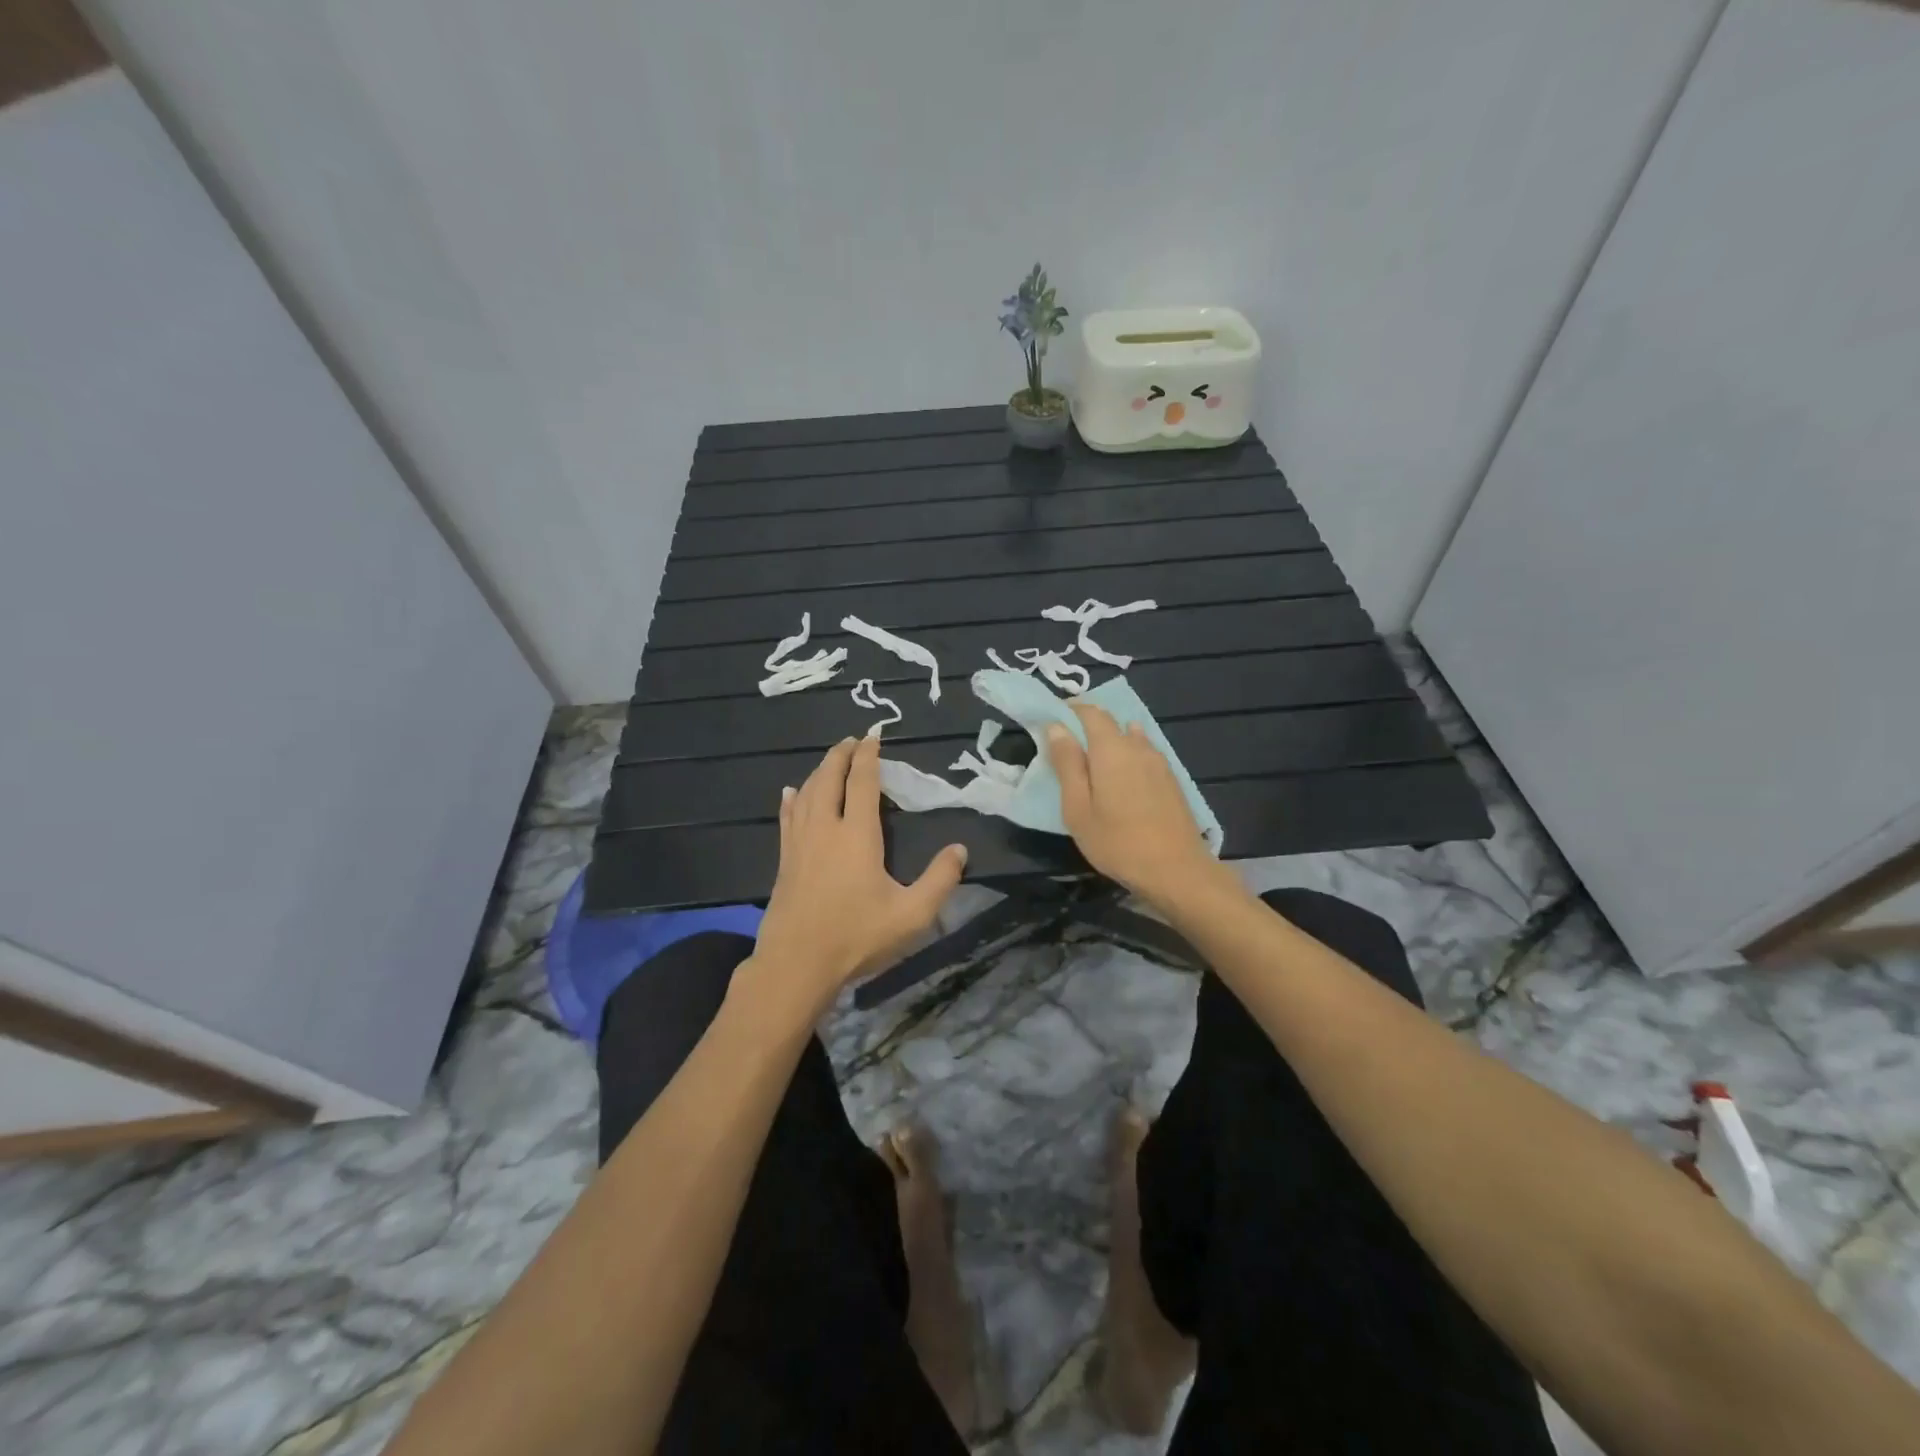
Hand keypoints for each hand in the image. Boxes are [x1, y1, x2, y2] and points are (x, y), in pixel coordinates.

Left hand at [743, 736, 966, 1020]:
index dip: (868, 756)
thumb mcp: (911, 915)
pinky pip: (787, 817)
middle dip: (840, 755)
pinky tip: (790, 792)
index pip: (862, 782)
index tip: (873, 735)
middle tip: (852, 740)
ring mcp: (800, 843)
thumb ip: (940, 880)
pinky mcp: (784, 860)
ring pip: (807, 793)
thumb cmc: (856, 937)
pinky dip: (792, 799)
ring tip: (830, 760)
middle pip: (829, 778)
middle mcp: (826, 828)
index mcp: (857, 835)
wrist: (797, 964)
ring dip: (819, 771)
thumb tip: (960, 849)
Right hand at [1045, 704, 1231, 909]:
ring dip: (1110, 742)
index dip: (1070, 710)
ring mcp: (1159, 762)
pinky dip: (1127, 755)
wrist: (1177, 870)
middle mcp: (1137, 746)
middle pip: (1111, 722)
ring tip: (1093, 764)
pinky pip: (1144, 753)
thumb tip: (1056, 727)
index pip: (1090, 712)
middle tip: (1067, 748)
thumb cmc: (1117, 842)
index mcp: (1111, 749)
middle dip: (1087, 726)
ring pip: (1130, 737)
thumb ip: (1067, 764)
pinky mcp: (1171, 779)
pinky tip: (1122, 777)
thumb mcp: (1078, 808)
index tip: (1052, 721)